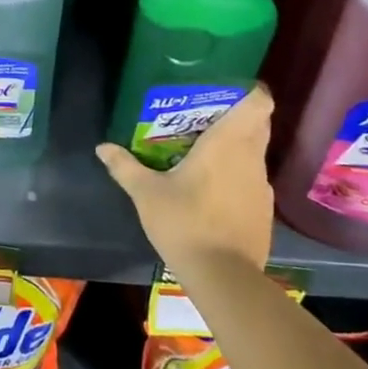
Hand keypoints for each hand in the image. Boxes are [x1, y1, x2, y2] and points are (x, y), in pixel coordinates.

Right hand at [95, 84, 275, 276]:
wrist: (223, 277)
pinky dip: (238, 177)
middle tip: (205, 120)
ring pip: (255, 154)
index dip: (250, 92)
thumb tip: (102, 147)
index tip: (229, 91)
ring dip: (236, 149)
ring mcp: (262, 187)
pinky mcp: (265, 212)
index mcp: (227, 143)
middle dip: (237, 117)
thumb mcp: (146, 193)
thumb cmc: (184, 222)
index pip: (258, 103)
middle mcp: (251, 158)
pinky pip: (253, 180)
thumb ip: (125, 166)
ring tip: (204, 156)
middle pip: (258, 125)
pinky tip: (214, 192)